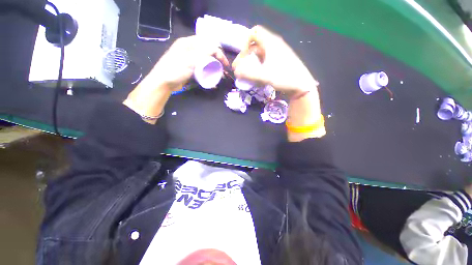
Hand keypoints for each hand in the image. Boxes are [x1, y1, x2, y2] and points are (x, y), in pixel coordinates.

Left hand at [150, 35, 228, 91]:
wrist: (163, 82)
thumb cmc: (174, 70)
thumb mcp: (189, 60)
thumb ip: (203, 53)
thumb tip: (215, 49)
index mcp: (188, 43)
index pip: (208, 43)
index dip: (218, 52)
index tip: (225, 64)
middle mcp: (189, 48)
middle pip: (207, 51)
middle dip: (217, 59)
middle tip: (222, 69)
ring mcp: (189, 58)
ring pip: (205, 59)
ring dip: (213, 65)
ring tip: (218, 73)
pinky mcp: (189, 67)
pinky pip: (201, 66)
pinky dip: (208, 70)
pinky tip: (211, 76)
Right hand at [232, 26, 317, 92]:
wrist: (301, 86)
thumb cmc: (284, 78)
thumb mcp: (265, 76)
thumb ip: (248, 74)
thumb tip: (236, 72)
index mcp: (271, 43)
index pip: (254, 33)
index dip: (245, 44)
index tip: (243, 59)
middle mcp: (274, 45)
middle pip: (255, 45)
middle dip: (246, 57)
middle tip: (241, 70)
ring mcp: (278, 53)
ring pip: (260, 54)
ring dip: (251, 63)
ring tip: (247, 75)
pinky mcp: (280, 61)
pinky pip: (265, 61)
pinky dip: (258, 67)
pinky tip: (257, 77)